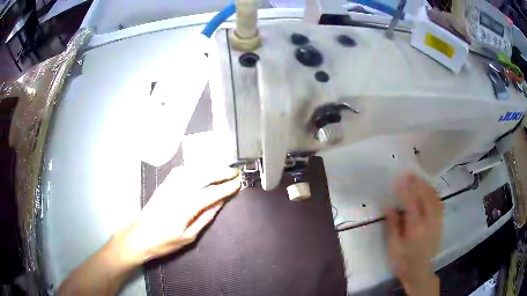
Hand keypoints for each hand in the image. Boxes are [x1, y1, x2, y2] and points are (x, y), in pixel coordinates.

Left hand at [59, 166, 239, 294]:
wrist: (139, 237)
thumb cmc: (164, 242)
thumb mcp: (188, 237)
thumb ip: (204, 218)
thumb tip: (218, 204)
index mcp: (185, 207)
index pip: (210, 193)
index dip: (226, 188)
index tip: (238, 184)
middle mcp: (177, 192)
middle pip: (202, 176)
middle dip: (220, 173)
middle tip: (233, 173)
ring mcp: (168, 186)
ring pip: (191, 170)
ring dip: (208, 167)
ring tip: (220, 169)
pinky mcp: (163, 186)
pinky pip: (180, 172)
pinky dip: (193, 168)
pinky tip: (199, 170)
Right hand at [384, 173, 442, 295]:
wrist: (420, 272)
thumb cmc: (403, 262)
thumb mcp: (393, 247)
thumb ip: (392, 226)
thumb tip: (388, 205)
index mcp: (415, 229)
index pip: (411, 203)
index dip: (405, 189)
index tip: (398, 178)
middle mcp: (429, 222)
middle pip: (426, 197)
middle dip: (418, 183)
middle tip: (409, 173)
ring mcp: (437, 222)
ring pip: (434, 198)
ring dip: (427, 186)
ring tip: (419, 178)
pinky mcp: (440, 224)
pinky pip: (439, 203)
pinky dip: (434, 193)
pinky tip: (429, 190)